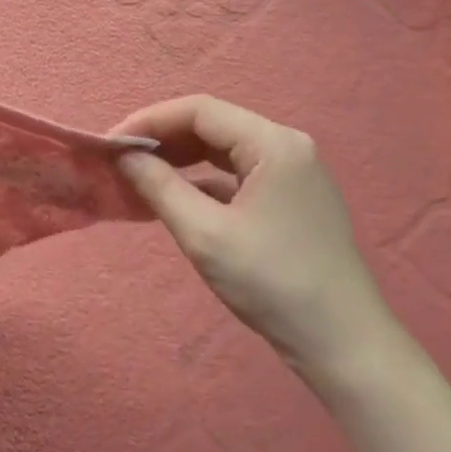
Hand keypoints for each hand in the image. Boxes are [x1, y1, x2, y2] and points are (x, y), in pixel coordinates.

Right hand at [112, 96, 400, 384]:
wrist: (340, 340)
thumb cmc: (271, 282)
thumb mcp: (204, 234)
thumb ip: (160, 187)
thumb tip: (125, 158)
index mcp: (273, 144)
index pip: (200, 111)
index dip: (149, 121)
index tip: (110, 145)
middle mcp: (286, 147)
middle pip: (213, 126)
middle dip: (163, 140)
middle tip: (119, 162)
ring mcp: (292, 174)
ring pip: (223, 152)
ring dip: (180, 160)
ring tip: (139, 177)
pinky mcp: (290, 201)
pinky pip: (237, 177)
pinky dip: (202, 183)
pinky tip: (174, 199)